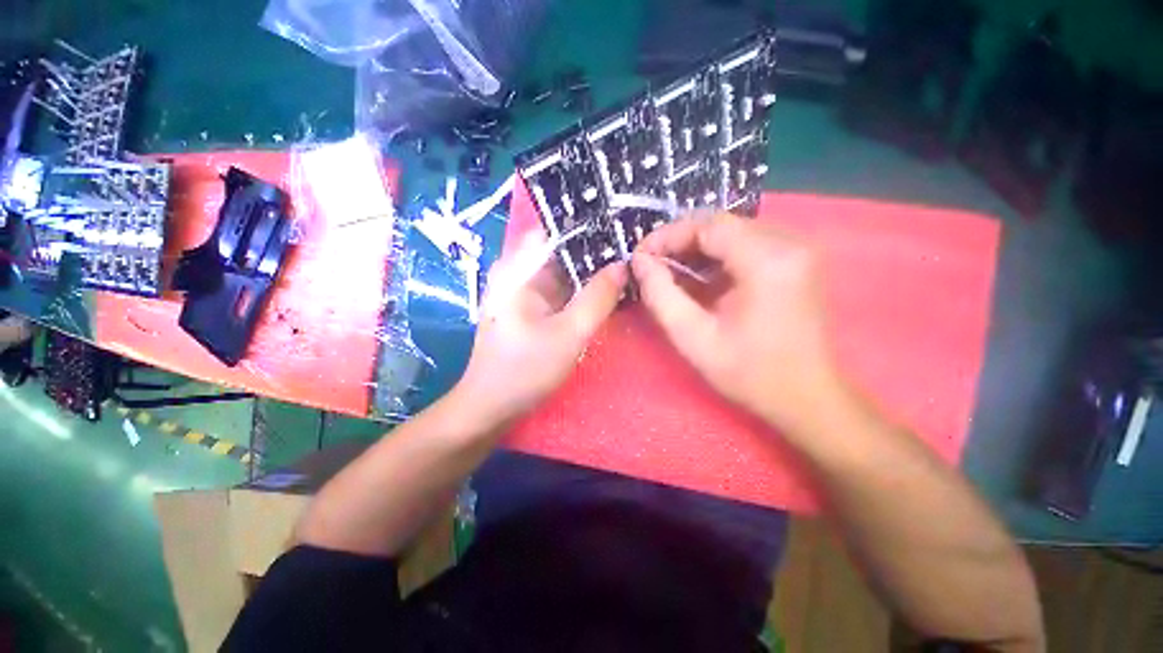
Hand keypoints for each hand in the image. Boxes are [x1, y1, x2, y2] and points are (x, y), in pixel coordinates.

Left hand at [453, 232, 626, 425]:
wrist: (491, 407)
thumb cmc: (524, 370)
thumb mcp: (568, 334)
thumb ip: (597, 298)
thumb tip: (622, 266)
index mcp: (518, 269)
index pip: (555, 230)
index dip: (588, 227)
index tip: (621, 228)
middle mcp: (519, 272)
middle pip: (561, 250)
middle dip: (595, 251)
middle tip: (632, 249)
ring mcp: (524, 292)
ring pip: (564, 272)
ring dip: (591, 272)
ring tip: (626, 266)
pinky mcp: (532, 309)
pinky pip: (561, 291)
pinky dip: (582, 290)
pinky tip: (606, 291)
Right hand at [632, 212, 843, 432]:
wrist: (807, 398)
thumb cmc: (750, 374)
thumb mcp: (693, 338)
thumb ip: (661, 295)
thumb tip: (639, 261)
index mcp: (768, 261)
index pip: (708, 225)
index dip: (668, 236)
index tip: (641, 257)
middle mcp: (789, 243)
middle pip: (720, 225)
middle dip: (679, 242)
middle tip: (651, 265)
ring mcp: (796, 250)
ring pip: (731, 232)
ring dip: (695, 249)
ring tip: (669, 272)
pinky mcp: (795, 261)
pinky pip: (746, 245)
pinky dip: (715, 257)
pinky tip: (698, 279)